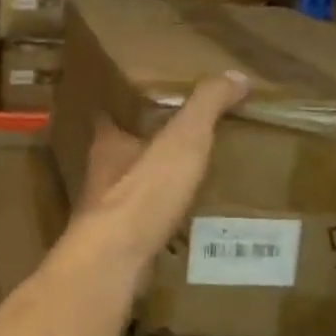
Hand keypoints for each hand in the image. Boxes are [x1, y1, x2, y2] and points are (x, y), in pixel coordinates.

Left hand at [74, 71, 254, 269]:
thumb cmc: (144, 192)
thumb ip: (205, 106)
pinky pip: (144, 223)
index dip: (130, 105)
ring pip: (132, 189)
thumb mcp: (183, 141)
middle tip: (183, 142)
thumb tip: (235, 75)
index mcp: (108, 142)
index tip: (154, 100)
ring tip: (191, 181)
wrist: (116, 259)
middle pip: (123, 152)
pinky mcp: (118, 242)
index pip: (113, 113)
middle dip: (148, 147)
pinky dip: (162, 219)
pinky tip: (186, 223)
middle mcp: (100, 173)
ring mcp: (106, 210)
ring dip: (155, 185)